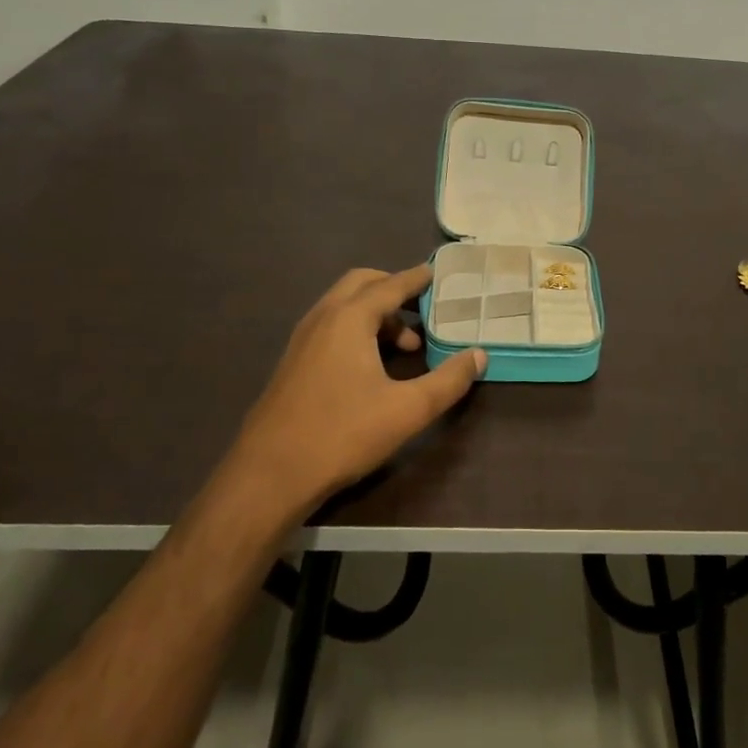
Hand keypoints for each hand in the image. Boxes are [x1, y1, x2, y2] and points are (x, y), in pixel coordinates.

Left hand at [231, 266, 485, 513]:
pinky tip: (371, 365)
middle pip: (361, 284)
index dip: (417, 278)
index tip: (437, 273)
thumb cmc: (342, 434)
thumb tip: (478, 356)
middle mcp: (322, 318)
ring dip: (375, 313)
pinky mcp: (292, 362)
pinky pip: (330, 326)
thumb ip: (448, 381)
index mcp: (349, 318)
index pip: (390, 285)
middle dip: (393, 289)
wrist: (269, 475)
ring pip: (343, 306)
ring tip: (405, 346)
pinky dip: (356, 328)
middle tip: (422, 308)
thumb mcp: (407, 410)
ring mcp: (302, 340)